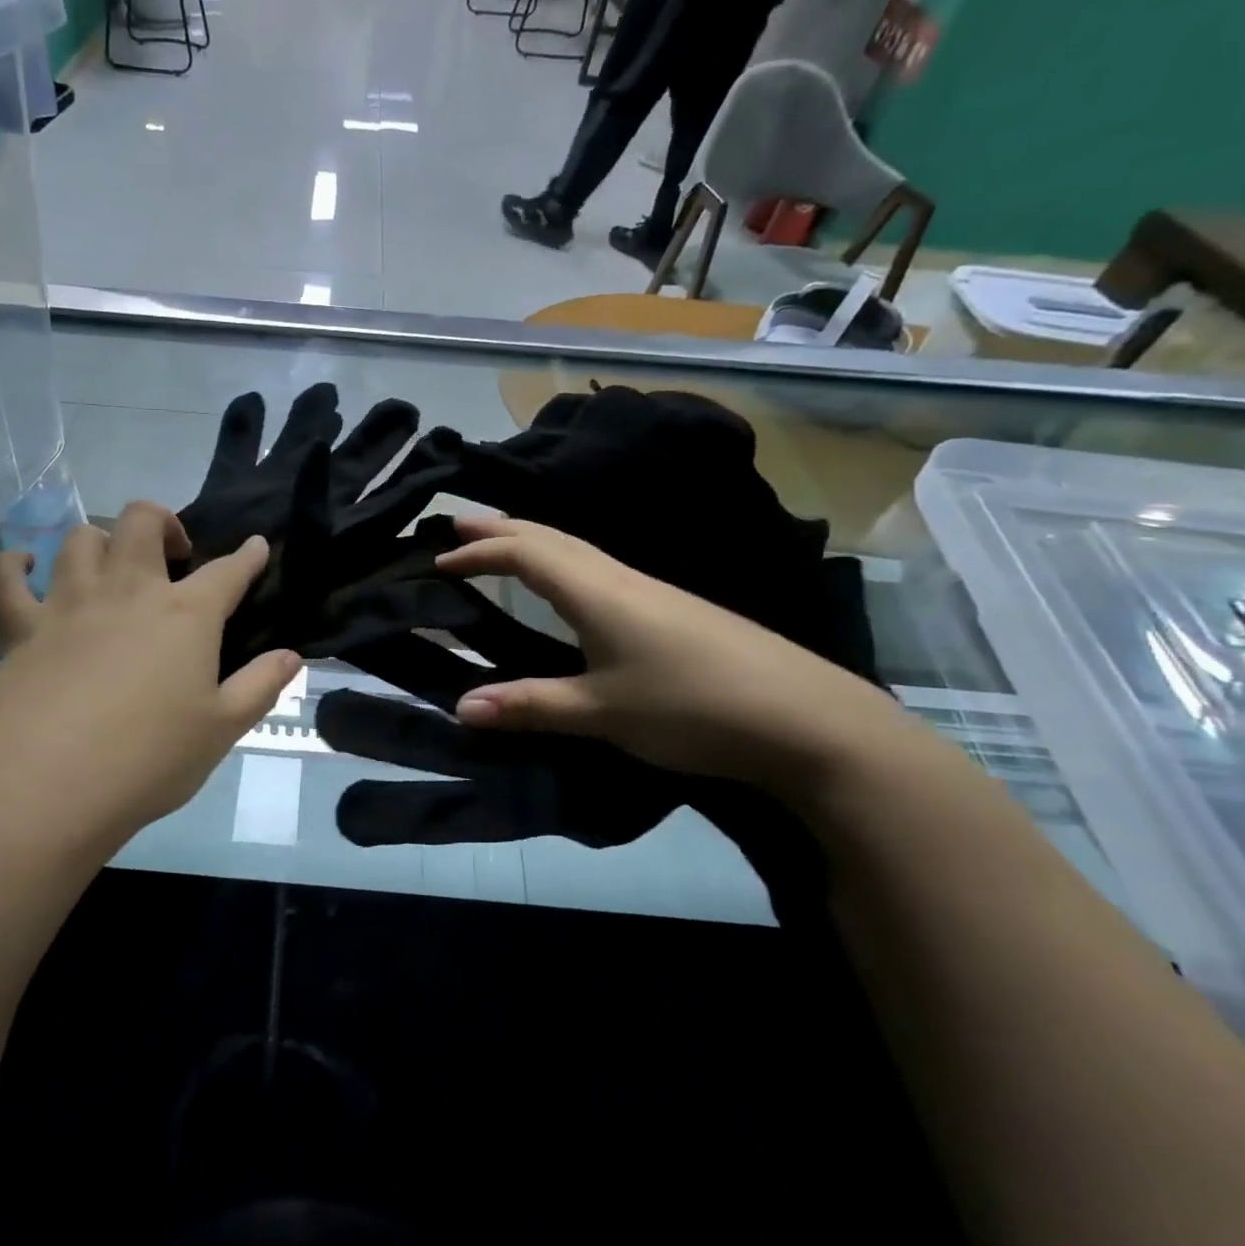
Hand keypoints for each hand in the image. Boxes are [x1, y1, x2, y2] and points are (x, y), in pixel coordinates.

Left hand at [0, 502, 301, 856]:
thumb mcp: (222, 730)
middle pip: (142, 522)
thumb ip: (261, 686)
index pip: (227, 571)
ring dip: (101, 541)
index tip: (257, 546)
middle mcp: (127, 592)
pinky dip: (14, 565)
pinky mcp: (19, 628)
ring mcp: (68, 604)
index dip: (248, 556)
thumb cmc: (148, 761)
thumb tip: (291, 655)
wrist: (46, 789)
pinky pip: (5, 578)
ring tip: (111, 568)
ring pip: (80, 539)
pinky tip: (24, 568)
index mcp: (185, 615)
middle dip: (164, 522)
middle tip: (173, 555)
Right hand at [435, 516, 906, 795]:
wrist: (807, 719)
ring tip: (500, 545)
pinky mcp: (671, 609)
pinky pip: (598, 569)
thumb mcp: (602, 712)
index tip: (436, 558)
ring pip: (577, 550)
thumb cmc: (691, 707)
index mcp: (596, 591)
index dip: (478, 552)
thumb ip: (530, 705)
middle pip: (550, 538)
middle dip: (500, 528)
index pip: (524, 554)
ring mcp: (651, 591)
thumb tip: (460, 707)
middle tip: (458, 526)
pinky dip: (561, 563)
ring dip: (531, 542)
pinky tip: (566, 586)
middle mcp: (620, 578)